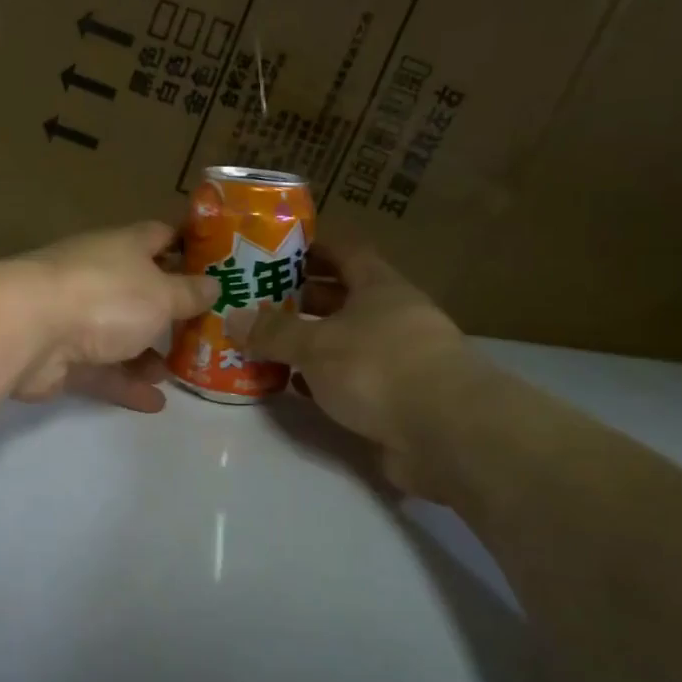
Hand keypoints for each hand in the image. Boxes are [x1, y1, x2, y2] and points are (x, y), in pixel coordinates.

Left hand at [0, 222, 218, 412]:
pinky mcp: (60, 355)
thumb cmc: (105, 297)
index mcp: (123, 247)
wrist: (27, 329)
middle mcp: (98, 275)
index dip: (187, 246)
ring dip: (147, 353)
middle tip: (203, 332)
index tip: (215, 264)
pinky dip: (125, 384)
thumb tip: (213, 283)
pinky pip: (101, 369)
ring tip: (178, 373)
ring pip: (119, 333)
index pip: (159, 236)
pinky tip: (155, 403)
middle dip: (169, 310)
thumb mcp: (162, 294)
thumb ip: (189, 293)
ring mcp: (75, 315)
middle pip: (139, 289)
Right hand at [246, 241, 479, 494]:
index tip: (278, 249)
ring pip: (347, 340)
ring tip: (266, 342)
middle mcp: (394, 317)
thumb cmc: (378, 368)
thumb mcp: (315, 344)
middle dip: (303, 297)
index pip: (346, 252)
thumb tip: (233, 317)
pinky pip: (352, 378)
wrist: (448, 434)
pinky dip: (324, 379)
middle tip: (259, 299)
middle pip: (344, 297)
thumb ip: (273, 332)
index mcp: (380, 288)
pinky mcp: (399, 398)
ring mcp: (400, 359)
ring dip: (311, 341)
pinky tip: (295, 385)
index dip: (314, 247)